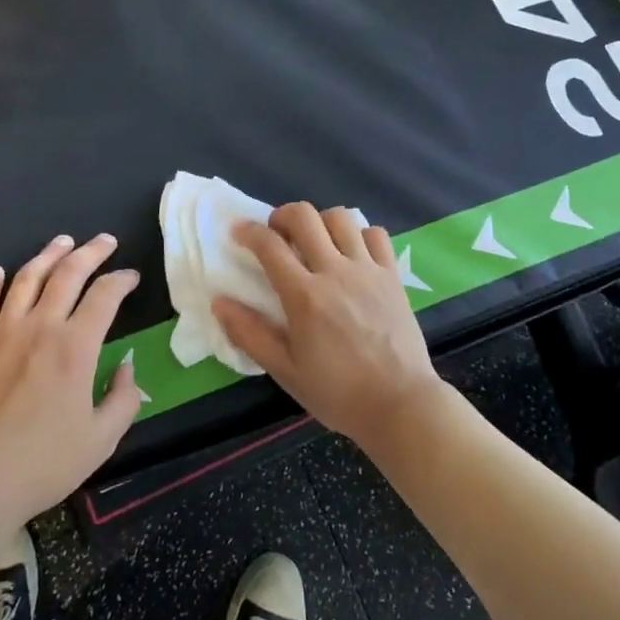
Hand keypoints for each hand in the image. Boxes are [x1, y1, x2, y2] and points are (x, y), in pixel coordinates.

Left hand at [0, 234, 141, 529]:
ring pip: (27, 278)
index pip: (105, 296)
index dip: (122, 280)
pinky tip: (0, 271)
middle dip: (91, 252)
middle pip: (68, 274)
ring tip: (62, 242)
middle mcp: (40, 328)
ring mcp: (3, 333)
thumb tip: (127, 367)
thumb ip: (123, 398)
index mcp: (76, 348)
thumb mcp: (101, 440)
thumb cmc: (43, 464)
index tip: (131, 277)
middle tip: (105, 241)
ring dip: (48, 255)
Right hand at [213, 203, 448, 453]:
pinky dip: (359, 234)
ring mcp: (368, 270)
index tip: (239, 232)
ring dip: (320, 222)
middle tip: (276, 234)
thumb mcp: (285, 371)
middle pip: (305, 216)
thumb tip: (219, 302)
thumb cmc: (338, 393)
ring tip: (315, 242)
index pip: (269, 245)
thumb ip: (250, 334)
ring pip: (340, 218)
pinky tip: (352, 253)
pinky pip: (375, 234)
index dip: (248, 231)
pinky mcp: (392, 275)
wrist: (400, 404)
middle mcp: (335, 272)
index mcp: (304, 296)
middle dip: (282, 215)